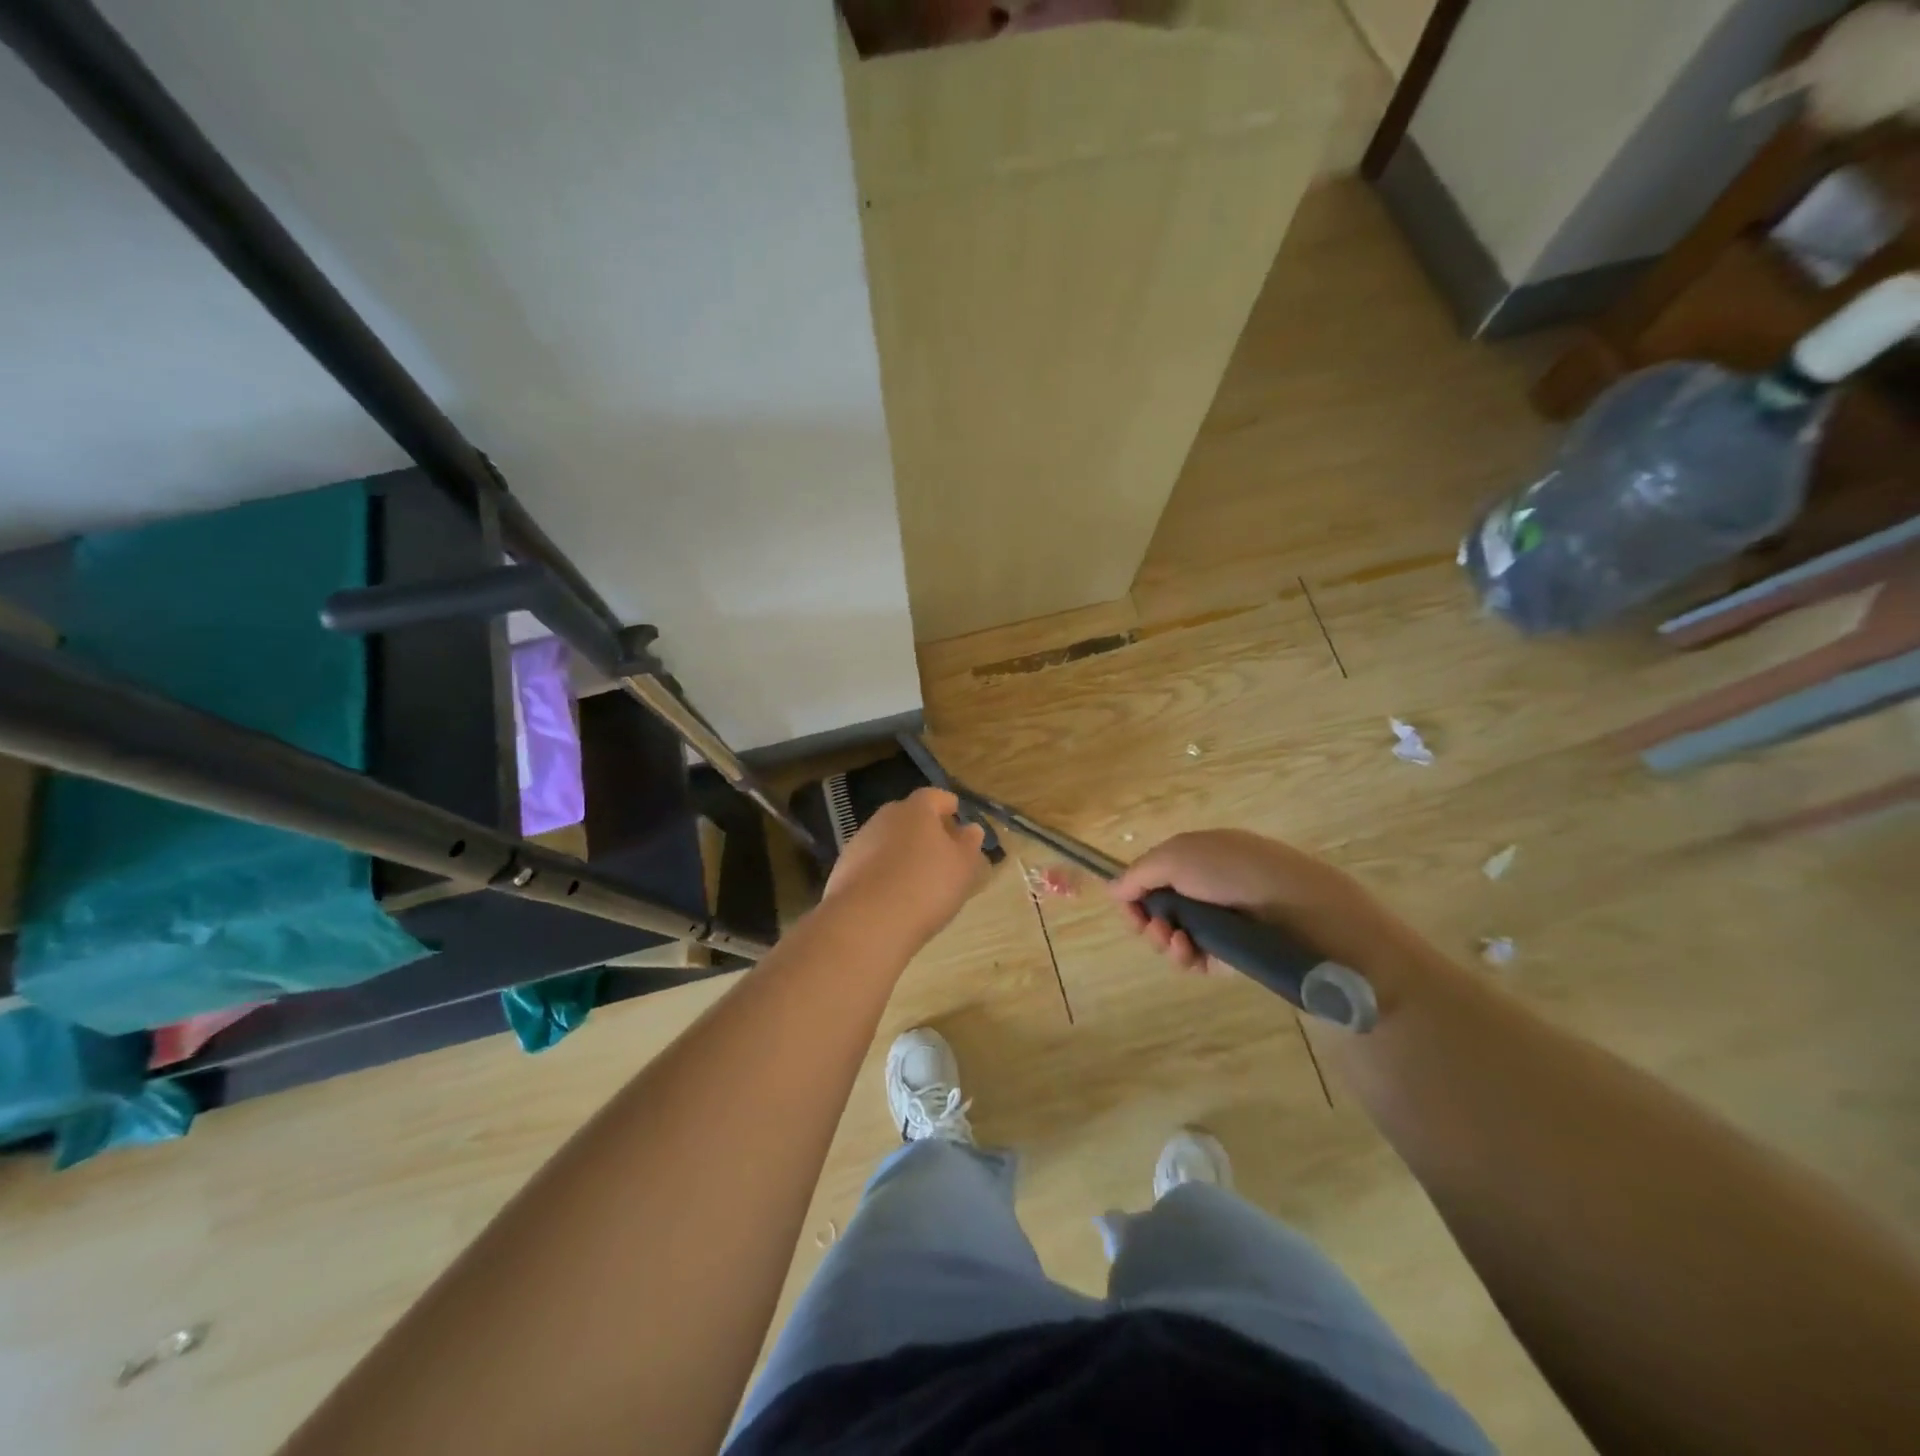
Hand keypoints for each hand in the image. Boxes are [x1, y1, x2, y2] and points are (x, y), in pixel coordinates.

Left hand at [822, 789, 987, 946]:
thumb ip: (969, 845)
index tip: (957, 816)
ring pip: (887, 839)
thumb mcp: (962, 867)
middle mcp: (884, 817)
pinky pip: (871, 863)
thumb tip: (970, 829)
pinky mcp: (843, 869)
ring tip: (918, 877)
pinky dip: (883, 871)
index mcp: (916, 810)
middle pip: (908, 816)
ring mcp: (859, 842)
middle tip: (941, 850)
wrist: (866, 922)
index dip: (948, 805)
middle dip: (924, 829)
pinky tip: (892, 894)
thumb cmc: (926, 887)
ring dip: (902, 851)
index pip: (934, 796)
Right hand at [1110, 829, 1413, 975]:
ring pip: (1175, 935)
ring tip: (1174, 941)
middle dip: (1145, 919)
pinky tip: (1189, 953)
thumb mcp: (1177, 857)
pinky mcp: (1234, 955)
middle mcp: (1209, 887)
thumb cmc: (1235, 872)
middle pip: (1160, 907)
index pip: (1155, 874)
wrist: (1303, 912)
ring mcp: (1223, 922)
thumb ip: (1139, 873)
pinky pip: (1197, 959)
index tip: (1127, 905)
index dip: (1136, 890)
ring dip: (1163, 939)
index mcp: (1199, 856)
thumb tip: (1113, 888)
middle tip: (1149, 927)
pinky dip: (1186, 957)